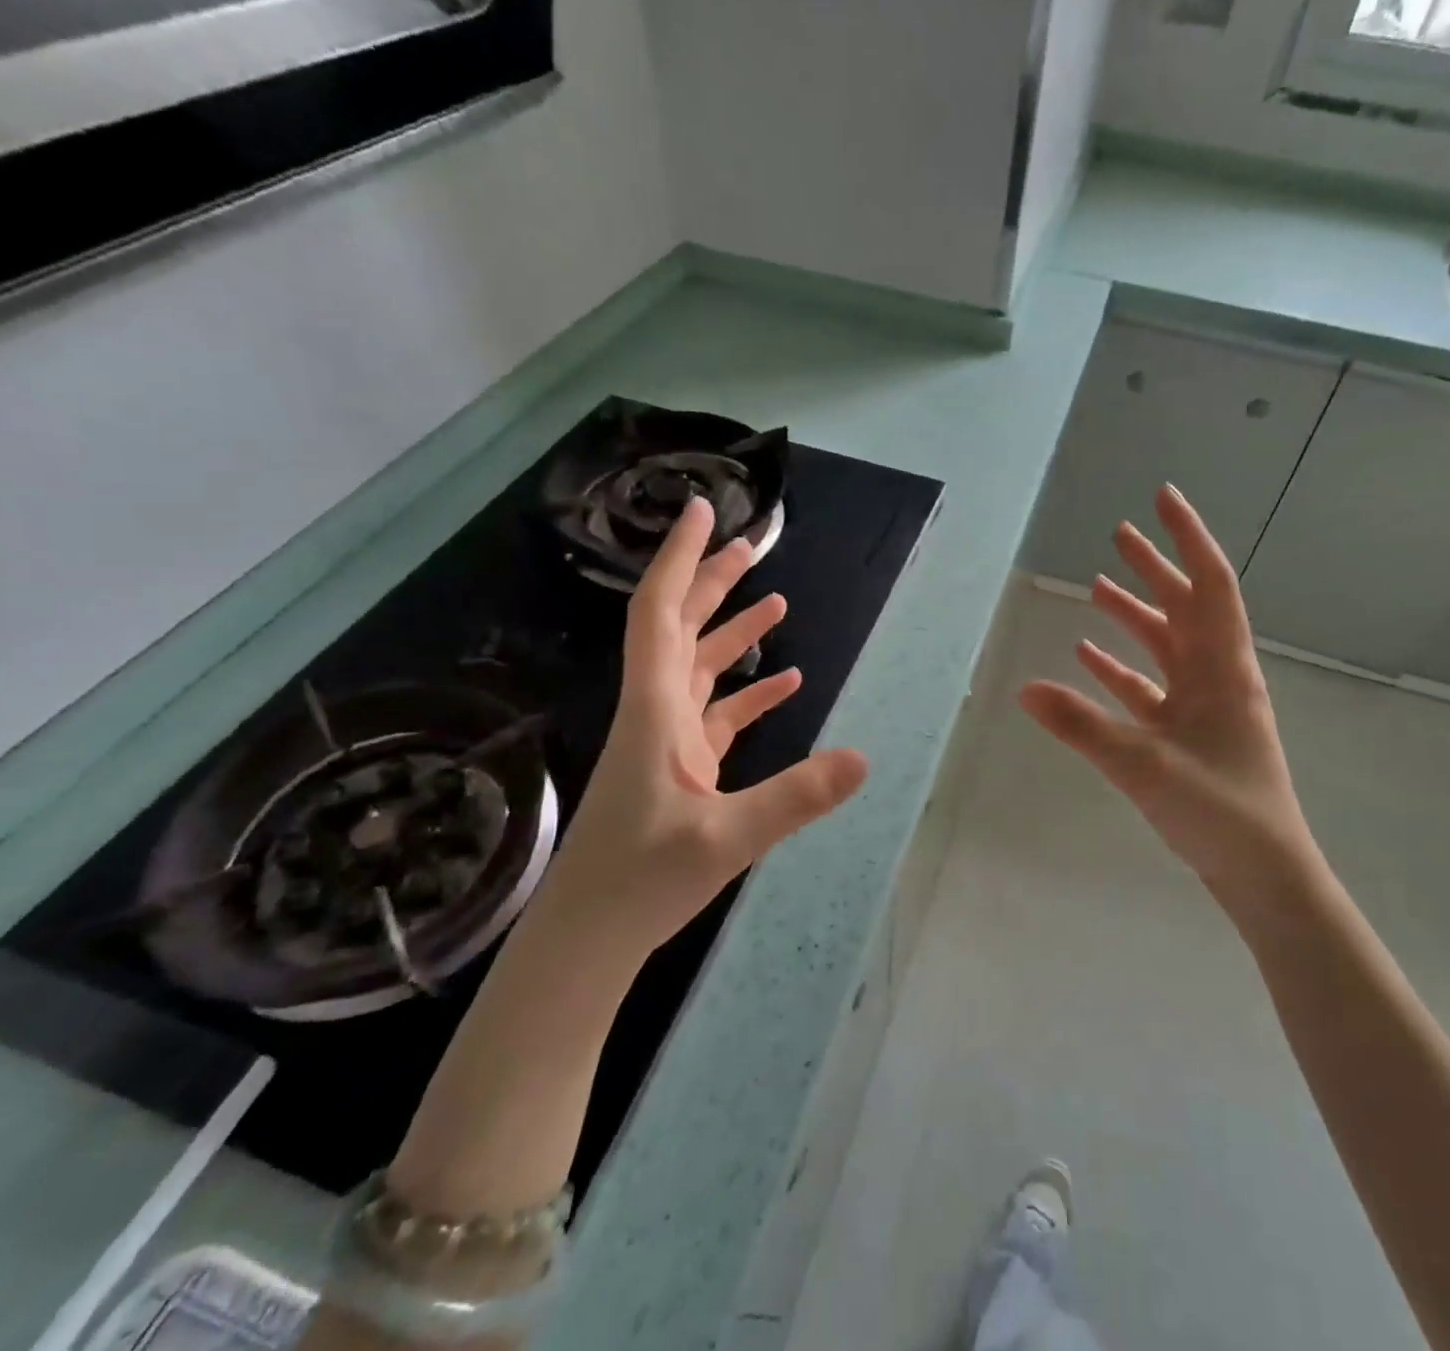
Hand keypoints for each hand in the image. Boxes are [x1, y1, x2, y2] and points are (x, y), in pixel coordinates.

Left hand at [543, 497, 868, 953]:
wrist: (587, 939)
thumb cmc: (638, 882)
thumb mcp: (725, 840)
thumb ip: (794, 798)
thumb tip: (863, 759)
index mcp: (656, 709)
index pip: (661, 612)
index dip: (678, 557)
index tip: (699, 510)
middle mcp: (658, 712)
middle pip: (680, 627)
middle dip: (711, 580)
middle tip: (750, 544)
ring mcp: (667, 741)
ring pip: (698, 667)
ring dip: (731, 631)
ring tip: (775, 601)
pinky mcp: (680, 769)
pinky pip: (716, 714)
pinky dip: (747, 693)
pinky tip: (784, 684)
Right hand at [1019, 485, 1318, 912]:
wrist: (1264, 875)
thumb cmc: (1219, 811)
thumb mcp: (1144, 765)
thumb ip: (1081, 725)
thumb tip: (1023, 687)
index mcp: (1222, 669)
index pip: (1208, 584)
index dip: (1186, 537)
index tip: (1163, 498)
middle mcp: (1215, 677)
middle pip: (1185, 606)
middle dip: (1154, 567)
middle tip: (1119, 533)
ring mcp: (1203, 707)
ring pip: (1166, 646)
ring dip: (1135, 615)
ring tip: (1099, 586)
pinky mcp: (1187, 736)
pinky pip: (1150, 688)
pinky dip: (1122, 668)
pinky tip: (1088, 658)